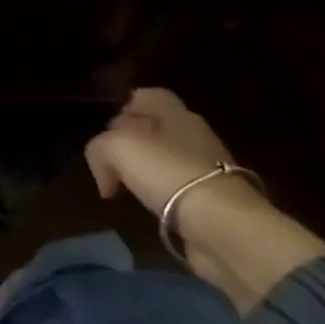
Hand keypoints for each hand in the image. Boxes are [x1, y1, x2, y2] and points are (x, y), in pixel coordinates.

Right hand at [84, 87, 239, 215]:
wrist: (225, 227)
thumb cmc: (169, 173)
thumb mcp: (117, 148)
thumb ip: (99, 149)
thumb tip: (104, 172)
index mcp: (177, 114)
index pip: (148, 96)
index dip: (125, 107)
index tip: (106, 129)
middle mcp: (195, 136)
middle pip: (156, 127)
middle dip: (131, 141)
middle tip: (110, 161)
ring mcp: (208, 169)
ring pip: (166, 159)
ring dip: (145, 171)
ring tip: (125, 187)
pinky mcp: (213, 202)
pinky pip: (178, 189)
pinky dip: (161, 196)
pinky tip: (148, 207)